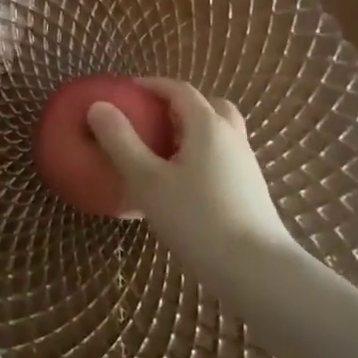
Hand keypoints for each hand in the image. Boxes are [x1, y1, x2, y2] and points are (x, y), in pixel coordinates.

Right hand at [87, 78, 297, 287]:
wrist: (259, 272)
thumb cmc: (198, 221)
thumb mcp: (148, 181)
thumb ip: (121, 142)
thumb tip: (98, 106)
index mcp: (207, 126)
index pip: (179, 90)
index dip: (153, 85)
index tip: (128, 90)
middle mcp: (231, 136)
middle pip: (207, 106)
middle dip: (178, 106)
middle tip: (152, 120)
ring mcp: (246, 164)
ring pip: (220, 132)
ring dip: (193, 132)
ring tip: (165, 154)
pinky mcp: (251, 190)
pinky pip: (224, 157)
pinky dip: (203, 155)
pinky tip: (185, 185)